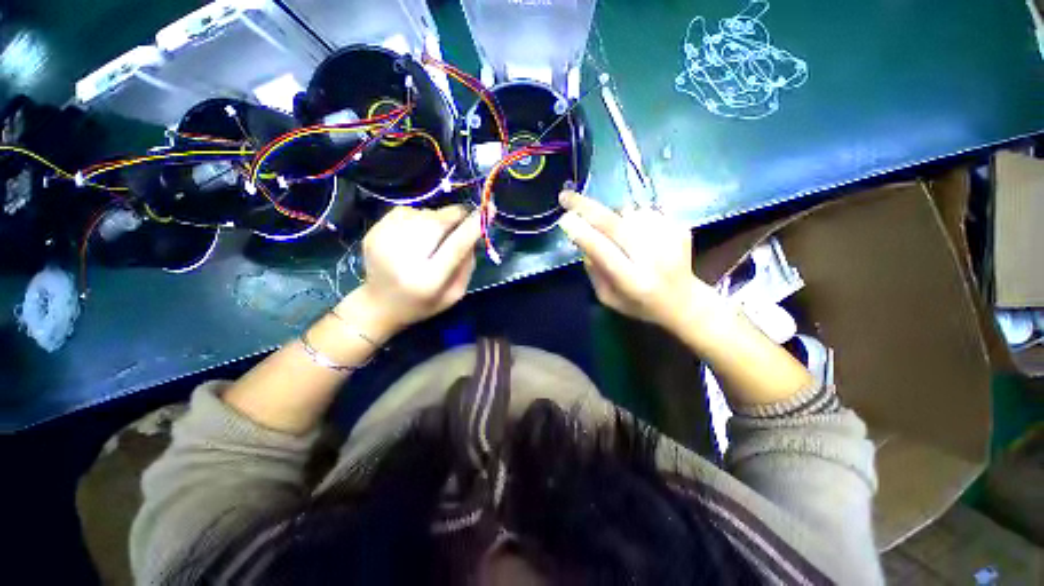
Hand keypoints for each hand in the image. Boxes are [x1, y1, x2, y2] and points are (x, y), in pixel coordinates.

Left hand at [344, 205, 481, 337]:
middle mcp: (404, 257)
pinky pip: (406, 211)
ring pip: (423, 213)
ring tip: (433, 238)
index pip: (456, 245)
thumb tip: (474, 231)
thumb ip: (468, 264)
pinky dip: (418, 218)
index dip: (473, 226)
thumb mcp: (455, 294)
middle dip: (456, 217)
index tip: (489, 209)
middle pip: (437, 222)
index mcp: (428, 279)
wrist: (379, 305)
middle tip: (462, 224)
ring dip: (437, 219)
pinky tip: (415, 235)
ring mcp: (384, 240)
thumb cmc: (423, 303)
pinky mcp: (373, 231)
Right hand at [558, 191, 718, 327]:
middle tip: (566, 196)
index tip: (564, 219)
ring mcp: (670, 239)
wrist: (683, 300)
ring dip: (613, 216)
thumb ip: (594, 271)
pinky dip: (632, 218)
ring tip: (618, 235)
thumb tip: (582, 239)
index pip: (604, 252)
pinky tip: (637, 234)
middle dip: (587, 208)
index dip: (583, 234)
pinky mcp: (680, 227)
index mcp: (633, 282)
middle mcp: (653, 259)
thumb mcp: (607, 298)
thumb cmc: (639, 304)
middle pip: (616, 225)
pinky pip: (645, 211)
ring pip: (629, 212)